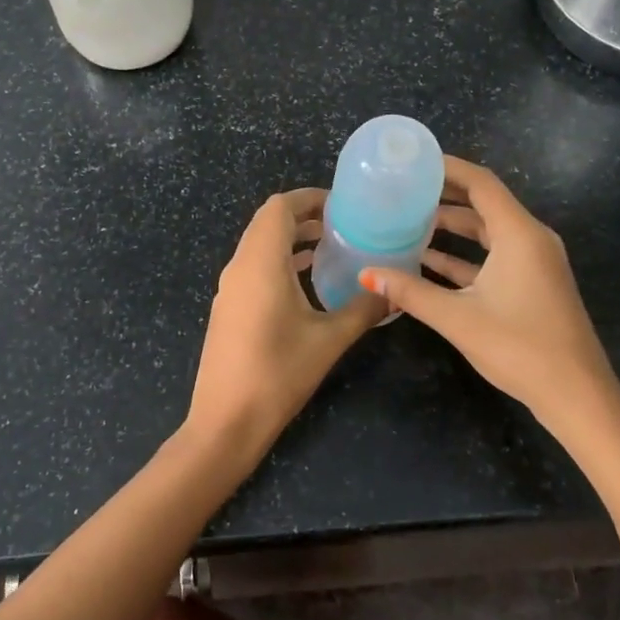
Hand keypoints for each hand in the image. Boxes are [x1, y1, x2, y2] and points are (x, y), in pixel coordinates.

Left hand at [185, 188, 386, 451]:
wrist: (225, 422)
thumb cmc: (278, 373)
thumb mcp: (329, 340)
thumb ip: (364, 309)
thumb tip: (394, 290)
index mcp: (261, 262)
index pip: (279, 207)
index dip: (309, 198)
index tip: (342, 204)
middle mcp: (240, 266)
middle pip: (267, 222)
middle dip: (303, 216)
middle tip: (343, 223)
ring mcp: (229, 288)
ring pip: (259, 245)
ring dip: (291, 239)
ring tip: (330, 246)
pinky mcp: (228, 308)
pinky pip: (254, 267)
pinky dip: (279, 260)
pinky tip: (306, 280)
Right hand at [359, 157, 619, 435]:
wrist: (576, 394)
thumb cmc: (519, 347)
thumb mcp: (458, 317)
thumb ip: (410, 292)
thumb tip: (366, 274)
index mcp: (519, 234)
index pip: (481, 184)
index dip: (448, 168)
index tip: (414, 162)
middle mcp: (531, 239)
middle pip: (484, 204)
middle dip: (445, 195)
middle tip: (403, 190)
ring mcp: (535, 263)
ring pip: (488, 232)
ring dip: (453, 227)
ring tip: (409, 221)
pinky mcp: (533, 284)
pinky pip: (495, 256)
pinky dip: (466, 255)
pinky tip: (430, 261)